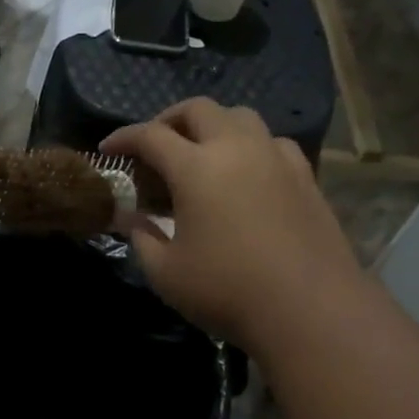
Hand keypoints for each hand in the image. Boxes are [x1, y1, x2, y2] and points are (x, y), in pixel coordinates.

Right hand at [101, 99, 361, 348]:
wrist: (310, 309)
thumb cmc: (227, 291)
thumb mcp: (166, 273)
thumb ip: (141, 237)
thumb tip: (129, 217)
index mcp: (196, 167)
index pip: (150, 136)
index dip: (123, 138)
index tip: (108, 150)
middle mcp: (237, 148)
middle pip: (198, 109)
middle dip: (168, 120)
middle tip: (153, 146)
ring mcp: (276, 158)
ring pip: (240, 117)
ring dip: (212, 125)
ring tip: (200, 152)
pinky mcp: (305, 176)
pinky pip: (271, 142)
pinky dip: (249, 145)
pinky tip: (245, 172)